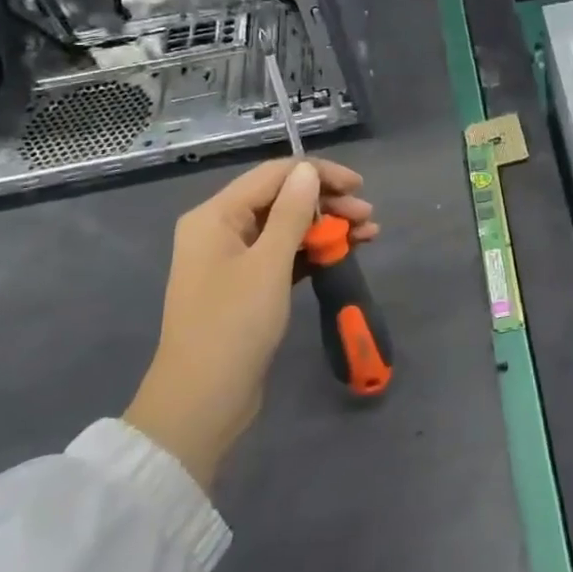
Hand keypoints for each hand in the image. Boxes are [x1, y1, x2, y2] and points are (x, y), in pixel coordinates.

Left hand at [125, 159, 377, 484]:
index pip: (274, 176)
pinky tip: (346, 251)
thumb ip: (292, 212)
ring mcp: (234, 259)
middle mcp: (221, 229)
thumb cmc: (234, 325)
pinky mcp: (248, 285)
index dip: (318, 175)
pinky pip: (286, 254)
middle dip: (327, 204)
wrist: (203, 400)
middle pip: (282, 200)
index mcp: (215, 216)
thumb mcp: (269, 263)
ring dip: (327, 227)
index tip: (359, 187)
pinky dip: (315, 250)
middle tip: (368, 217)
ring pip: (288, 227)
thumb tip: (308, 170)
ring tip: (369, 234)